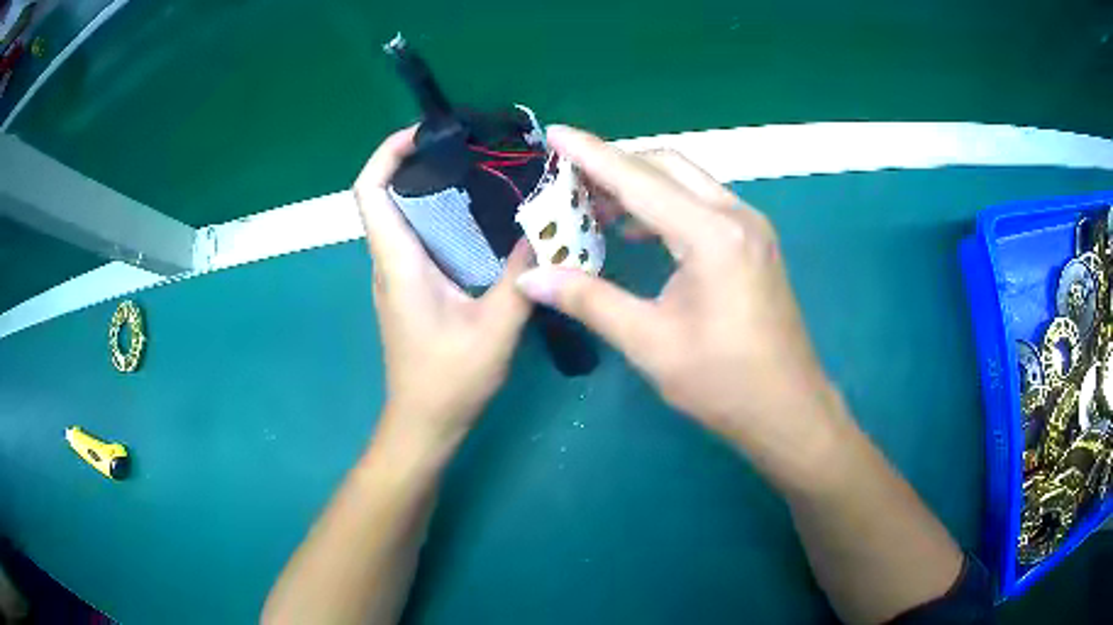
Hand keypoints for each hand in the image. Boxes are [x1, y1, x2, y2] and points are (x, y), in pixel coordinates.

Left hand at [354, 128, 533, 452]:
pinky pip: (417, 236)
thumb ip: (521, 280)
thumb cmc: (448, 382)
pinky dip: (442, 215)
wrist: (424, 424)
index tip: (425, 132)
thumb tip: (547, 234)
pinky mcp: (411, 288)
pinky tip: (483, 219)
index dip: (387, 153)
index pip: (370, 192)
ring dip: (432, 187)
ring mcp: (398, 276)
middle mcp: (390, 262)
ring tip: (482, 172)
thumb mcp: (494, 331)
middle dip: (419, 160)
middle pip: (386, 194)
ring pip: (402, 215)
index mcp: (399, 263)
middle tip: (470, 147)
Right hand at [517, 126, 838, 465]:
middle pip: (667, 166)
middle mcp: (736, 216)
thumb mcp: (650, 343)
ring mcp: (750, 227)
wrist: (788, 410)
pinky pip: (702, 204)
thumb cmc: (723, 383)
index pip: (639, 179)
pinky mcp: (753, 243)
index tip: (554, 132)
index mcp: (712, 235)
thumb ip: (589, 301)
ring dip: (641, 184)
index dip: (591, 154)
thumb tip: (532, 279)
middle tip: (568, 180)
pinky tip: (638, 229)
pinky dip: (665, 205)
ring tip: (594, 204)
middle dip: (615, 165)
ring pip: (687, 181)